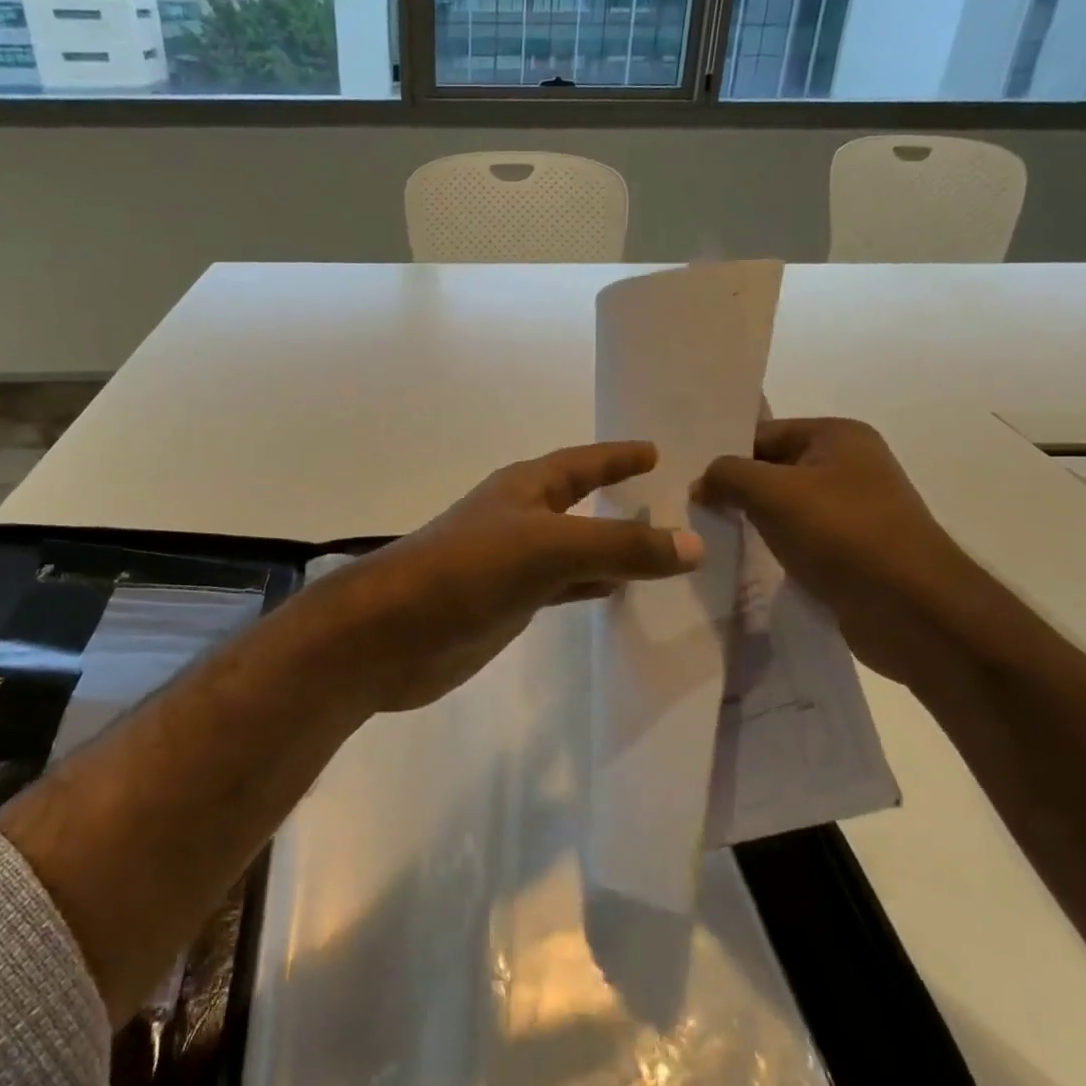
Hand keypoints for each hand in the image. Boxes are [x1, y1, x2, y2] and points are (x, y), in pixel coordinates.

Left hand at [290, 442, 702, 713]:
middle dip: (617, 499)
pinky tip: (616, 595)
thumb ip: (620, 545)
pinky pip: (561, 587)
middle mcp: (518, 519)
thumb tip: (694, 543)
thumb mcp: (548, 548)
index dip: (617, 456)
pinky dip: (590, 586)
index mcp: (524, 489)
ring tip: (660, 552)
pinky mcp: (504, 605)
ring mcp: (509, 564)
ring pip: (574, 549)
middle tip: (670, 501)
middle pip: (578, 502)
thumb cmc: (466, 571)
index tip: (656, 452)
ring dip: (610, 548)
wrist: (391, 633)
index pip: (580, 462)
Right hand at [695, 418, 979, 688]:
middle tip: (689, 509)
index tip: (686, 481)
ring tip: (709, 536)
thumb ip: (728, 475)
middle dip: (734, 490)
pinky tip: (742, 560)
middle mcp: (849, 465)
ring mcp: (853, 510)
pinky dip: (772, 547)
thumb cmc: (842, 534)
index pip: (762, 433)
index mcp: (837, 436)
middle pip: (771, 469)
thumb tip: (701, 483)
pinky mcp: (851, 550)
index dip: (724, 455)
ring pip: (782, 507)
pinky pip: (798, 538)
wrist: (913, 611)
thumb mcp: (772, 493)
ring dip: (751, 521)